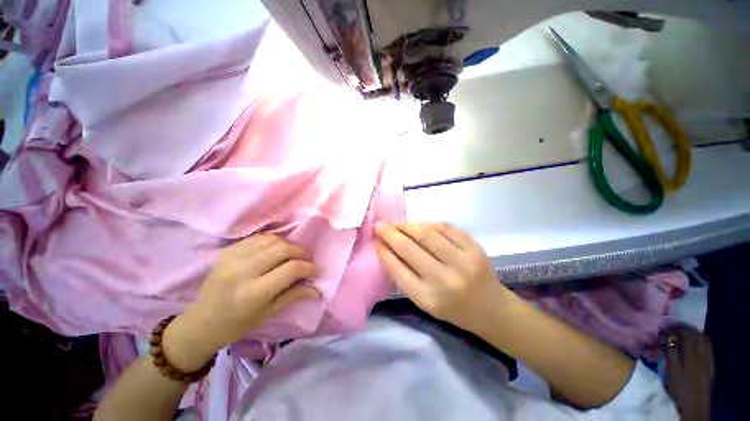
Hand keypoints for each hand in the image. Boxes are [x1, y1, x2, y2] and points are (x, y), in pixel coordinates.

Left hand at [163, 235, 319, 370]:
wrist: (200, 322)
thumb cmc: (236, 325)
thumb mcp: (268, 314)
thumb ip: (294, 296)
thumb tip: (317, 289)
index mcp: (253, 293)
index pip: (291, 269)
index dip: (308, 267)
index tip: (314, 271)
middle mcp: (242, 271)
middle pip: (283, 249)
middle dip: (301, 252)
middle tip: (306, 260)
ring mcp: (232, 258)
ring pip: (272, 239)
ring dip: (288, 245)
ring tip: (292, 254)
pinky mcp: (227, 251)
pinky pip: (258, 238)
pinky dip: (272, 241)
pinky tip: (275, 250)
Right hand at [374, 222, 515, 333]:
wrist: (491, 309)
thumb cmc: (452, 309)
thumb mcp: (423, 300)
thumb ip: (403, 275)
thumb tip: (386, 247)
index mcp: (428, 298)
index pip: (397, 268)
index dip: (383, 250)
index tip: (375, 239)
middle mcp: (445, 280)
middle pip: (409, 247)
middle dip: (390, 233)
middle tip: (380, 225)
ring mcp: (463, 262)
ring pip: (427, 233)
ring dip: (407, 225)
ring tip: (397, 224)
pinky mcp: (475, 248)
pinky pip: (446, 227)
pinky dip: (428, 223)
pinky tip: (419, 225)